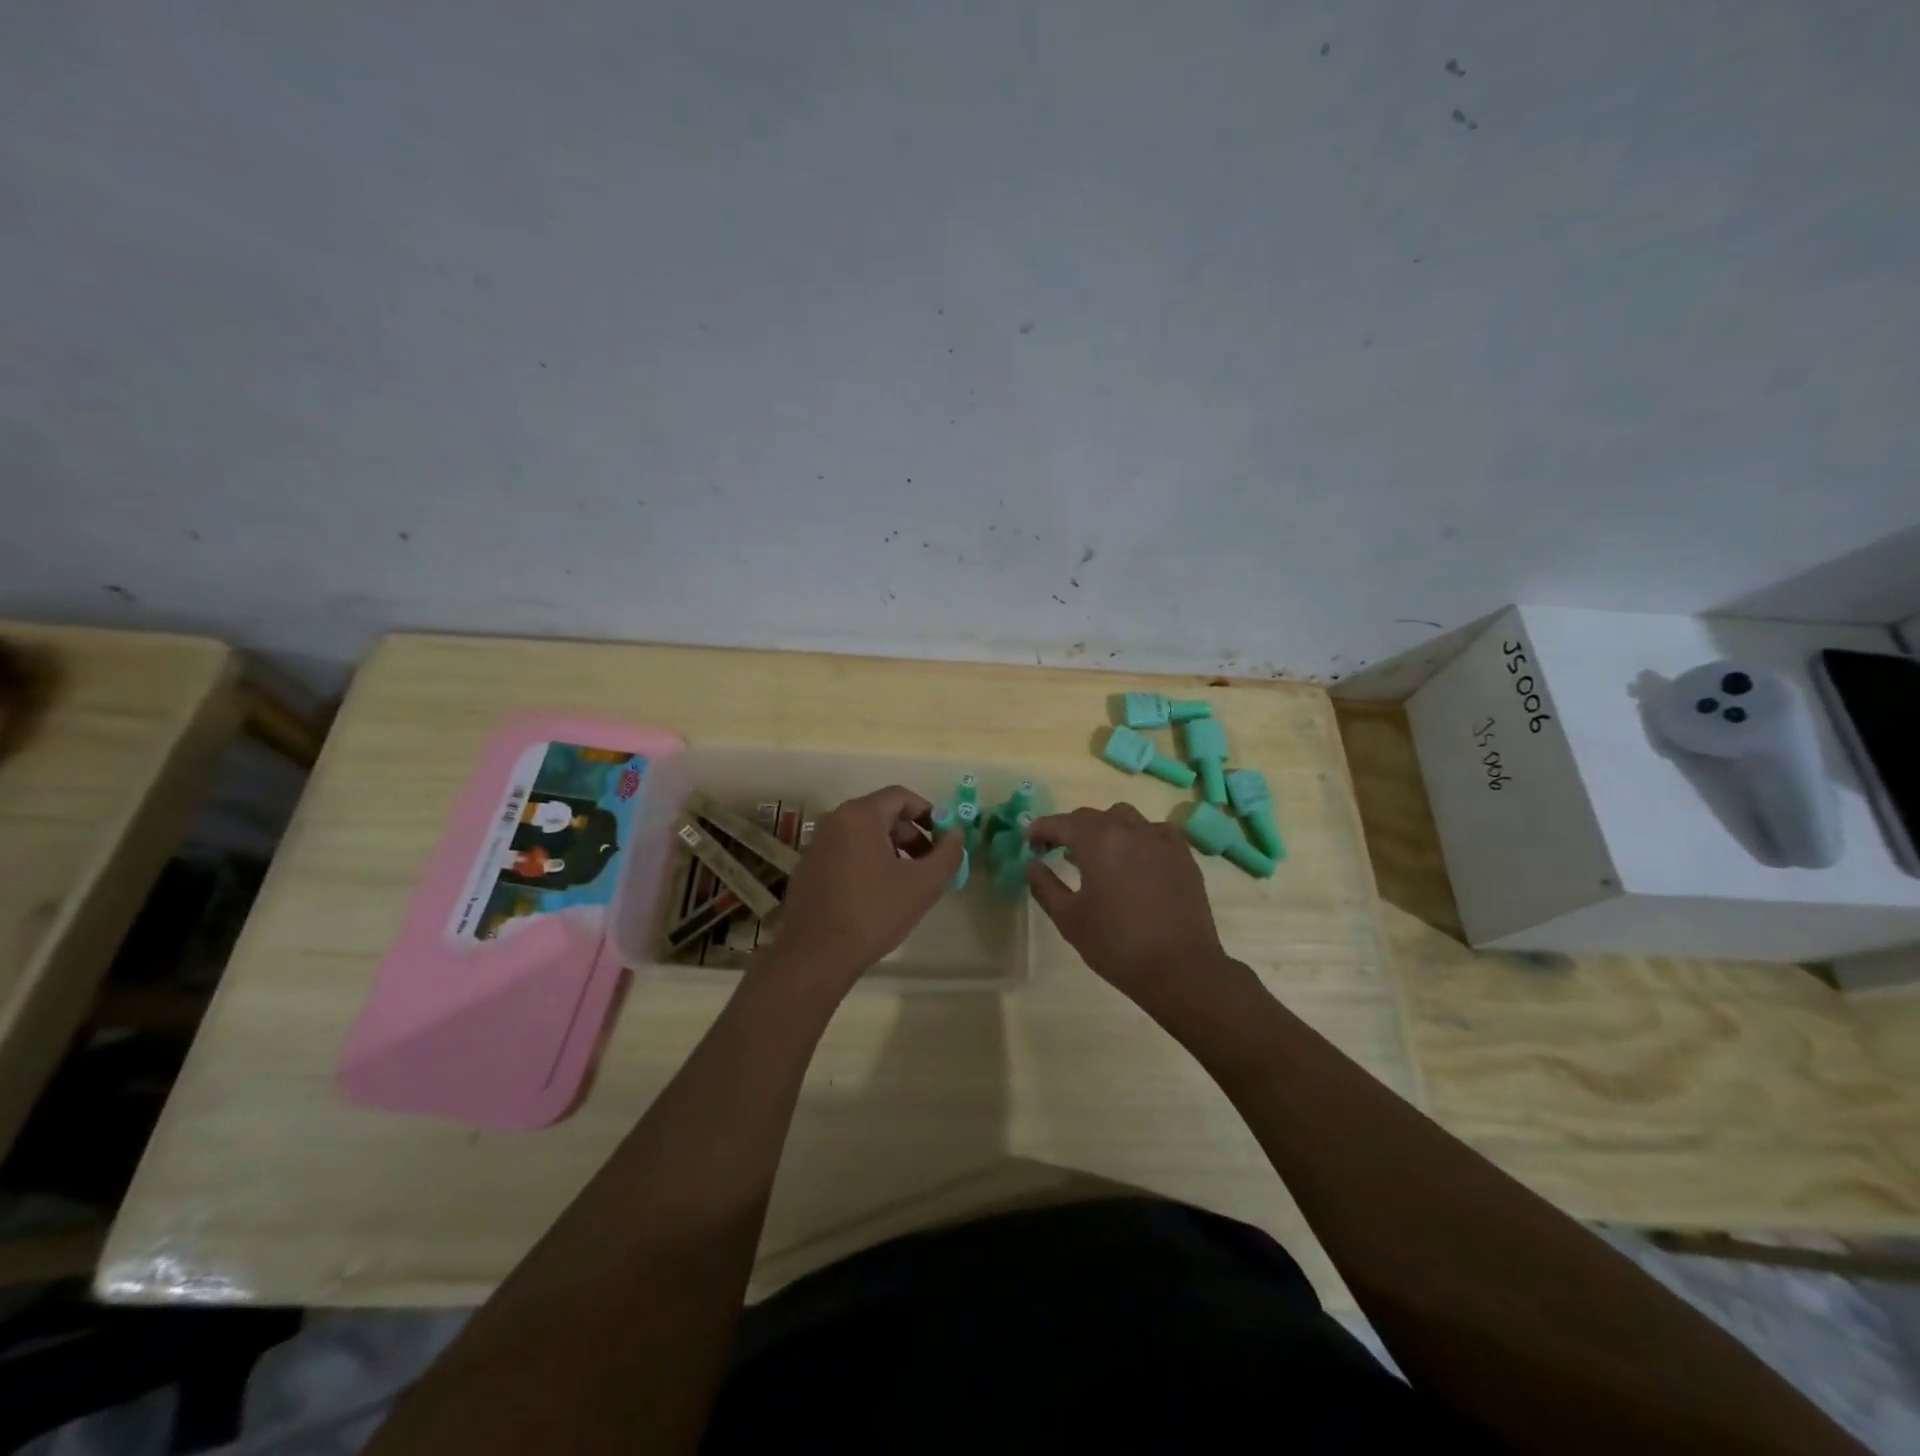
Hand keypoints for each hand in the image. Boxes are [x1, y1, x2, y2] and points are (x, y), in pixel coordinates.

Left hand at [754, 785, 963, 1000]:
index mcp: (860, 815)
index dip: (929, 812)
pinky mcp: (808, 868)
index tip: (944, 838)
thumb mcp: (923, 884)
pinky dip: (867, 862)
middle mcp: (834, 821)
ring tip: (907, 882)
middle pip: (882, 814)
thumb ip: (947, 854)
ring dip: (891, 850)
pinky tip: (877, 895)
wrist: (817, 955)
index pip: (901, 796)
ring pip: (863, 835)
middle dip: (911, 835)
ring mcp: (817, 844)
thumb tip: (957, 835)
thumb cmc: (874, 912)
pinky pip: (845, 853)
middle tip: (929, 864)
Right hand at [1026, 804, 1241, 1016]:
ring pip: (1124, 817)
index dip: (1040, 829)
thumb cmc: (1116, 944)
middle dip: (1070, 829)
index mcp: (1097, 841)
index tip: (1029, 843)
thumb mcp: (1069, 919)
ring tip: (1098, 854)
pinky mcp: (1182, 854)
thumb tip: (1032, 864)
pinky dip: (1138, 837)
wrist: (1180, 968)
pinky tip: (1135, 860)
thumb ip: (1045, 886)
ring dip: (1104, 828)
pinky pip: (1154, 831)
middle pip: (1091, 817)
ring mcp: (1160, 838)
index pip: (1061, 823)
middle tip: (1056, 850)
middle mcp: (1128, 829)